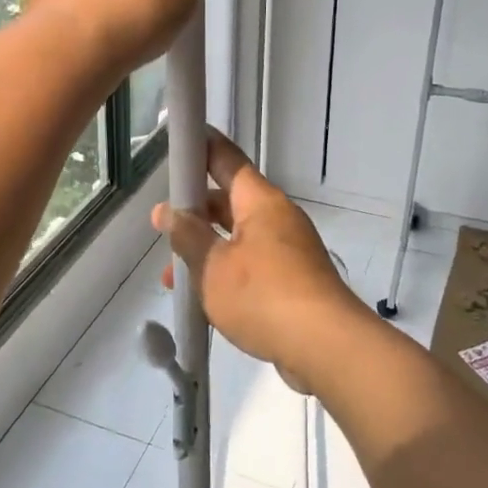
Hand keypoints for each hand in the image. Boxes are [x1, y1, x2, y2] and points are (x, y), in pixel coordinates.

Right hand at [153, 131, 368, 378]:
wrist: (325, 347)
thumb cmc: (263, 295)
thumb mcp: (212, 266)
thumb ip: (187, 236)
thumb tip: (166, 211)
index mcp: (260, 202)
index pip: (227, 160)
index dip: (202, 147)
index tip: (180, 139)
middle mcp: (277, 218)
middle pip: (229, 201)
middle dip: (194, 212)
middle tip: (162, 225)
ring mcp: (289, 250)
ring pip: (237, 238)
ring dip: (206, 250)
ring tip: (171, 277)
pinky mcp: (294, 281)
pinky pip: (252, 264)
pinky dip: (226, 272)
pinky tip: (204, 300)